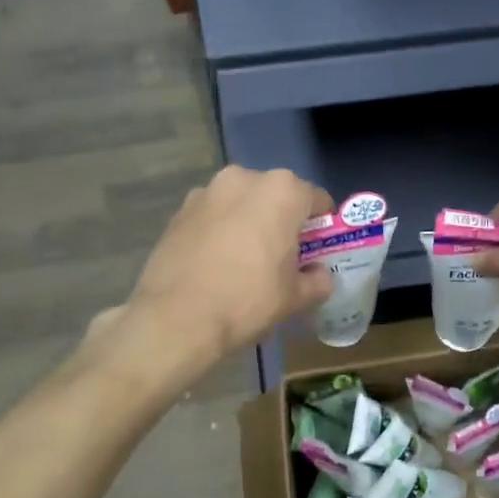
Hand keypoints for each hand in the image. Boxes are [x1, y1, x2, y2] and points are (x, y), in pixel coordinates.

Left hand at [122, 166, 333, 369]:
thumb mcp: (296, 298)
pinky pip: (213, 216)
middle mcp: (244, 178)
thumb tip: (320, 276)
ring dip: (249, 222)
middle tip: (282, 257)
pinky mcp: (179, 211)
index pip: (316, 200)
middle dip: (282, 220)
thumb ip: (318, 280)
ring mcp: (207, 191)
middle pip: (276, 196)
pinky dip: (220, 230)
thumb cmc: (248, 300)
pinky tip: (215, 263)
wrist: (176, 318)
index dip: (321, 226)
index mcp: (282, 191)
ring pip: (241, 203)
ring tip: (244, 260)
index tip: (317, 250)